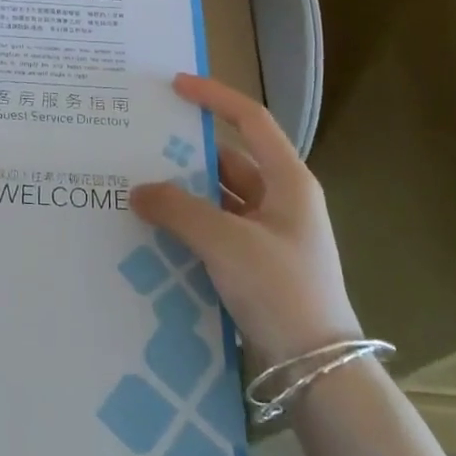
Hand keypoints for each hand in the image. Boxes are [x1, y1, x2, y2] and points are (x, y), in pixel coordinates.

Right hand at [130, 74, 360, 364]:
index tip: (175, 85)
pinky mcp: (256, 264)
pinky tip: (155, 229)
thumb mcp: (226, 242)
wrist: (317, 370)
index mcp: (288, 181)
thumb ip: (178, 209)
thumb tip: (139, 190)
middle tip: (140, 144)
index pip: (250, 120)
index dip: (214, 97)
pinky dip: (188, 224)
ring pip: (218, 198)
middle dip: (186, 153)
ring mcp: (269, 234)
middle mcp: (281, 200)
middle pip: (228, 160)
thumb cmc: (281, 290)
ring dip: (183, 193)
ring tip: (138, 186)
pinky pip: (216, 230)